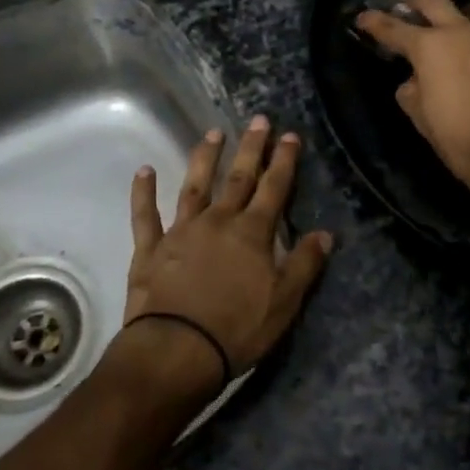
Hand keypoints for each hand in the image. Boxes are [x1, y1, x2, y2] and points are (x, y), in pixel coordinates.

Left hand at [122, 116, 334, 394]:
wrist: (176, 350)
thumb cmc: (236, 329)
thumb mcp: (284, 302)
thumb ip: (304, 264)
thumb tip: (325, 234)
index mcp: (252, 233)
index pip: (274, 188)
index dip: (284, 161)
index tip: (289, 135)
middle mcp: (218, 221)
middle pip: (238, 178)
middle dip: (251, 148)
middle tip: (258, 120)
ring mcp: (181, 231)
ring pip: (195, 186)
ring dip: (205, 158)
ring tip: (214, 133)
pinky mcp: (151, 249)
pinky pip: (145, 215)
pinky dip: (143, 192)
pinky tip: (144, 171)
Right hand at [357, 0, 469, 217]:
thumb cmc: (458, 136)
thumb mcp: (419, 115)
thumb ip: (411, 90)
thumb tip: (414, 80)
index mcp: (429, 47)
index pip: (393, 27)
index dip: (373, 22)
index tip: (362, 17)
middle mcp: (459, 31)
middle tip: (402, 2)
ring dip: (461, 8)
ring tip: (456, 19)